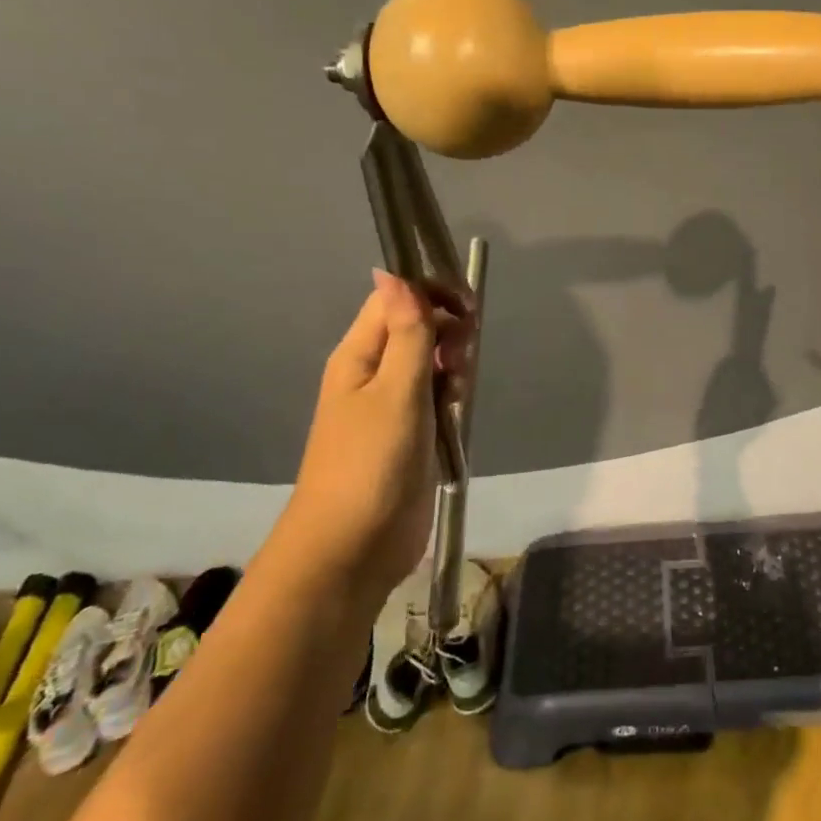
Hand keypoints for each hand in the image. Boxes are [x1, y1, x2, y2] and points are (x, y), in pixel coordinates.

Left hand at [286, 269, 473, 587]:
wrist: (353, 548)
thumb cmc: (370, 462)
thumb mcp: (395, 391)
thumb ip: (406, 333)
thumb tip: (392, 272)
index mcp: (359, 355)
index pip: (395, 300)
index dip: (431, 294)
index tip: (467, 309)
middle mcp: (374, 373)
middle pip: (418, 329)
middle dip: (448, 334)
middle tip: (461, 361)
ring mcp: (393, 406)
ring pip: (432, 364)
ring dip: (453, 368)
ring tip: (459, 393)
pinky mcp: (412, 435)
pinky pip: (438, 399)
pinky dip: (453, 399)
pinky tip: (460, 412)